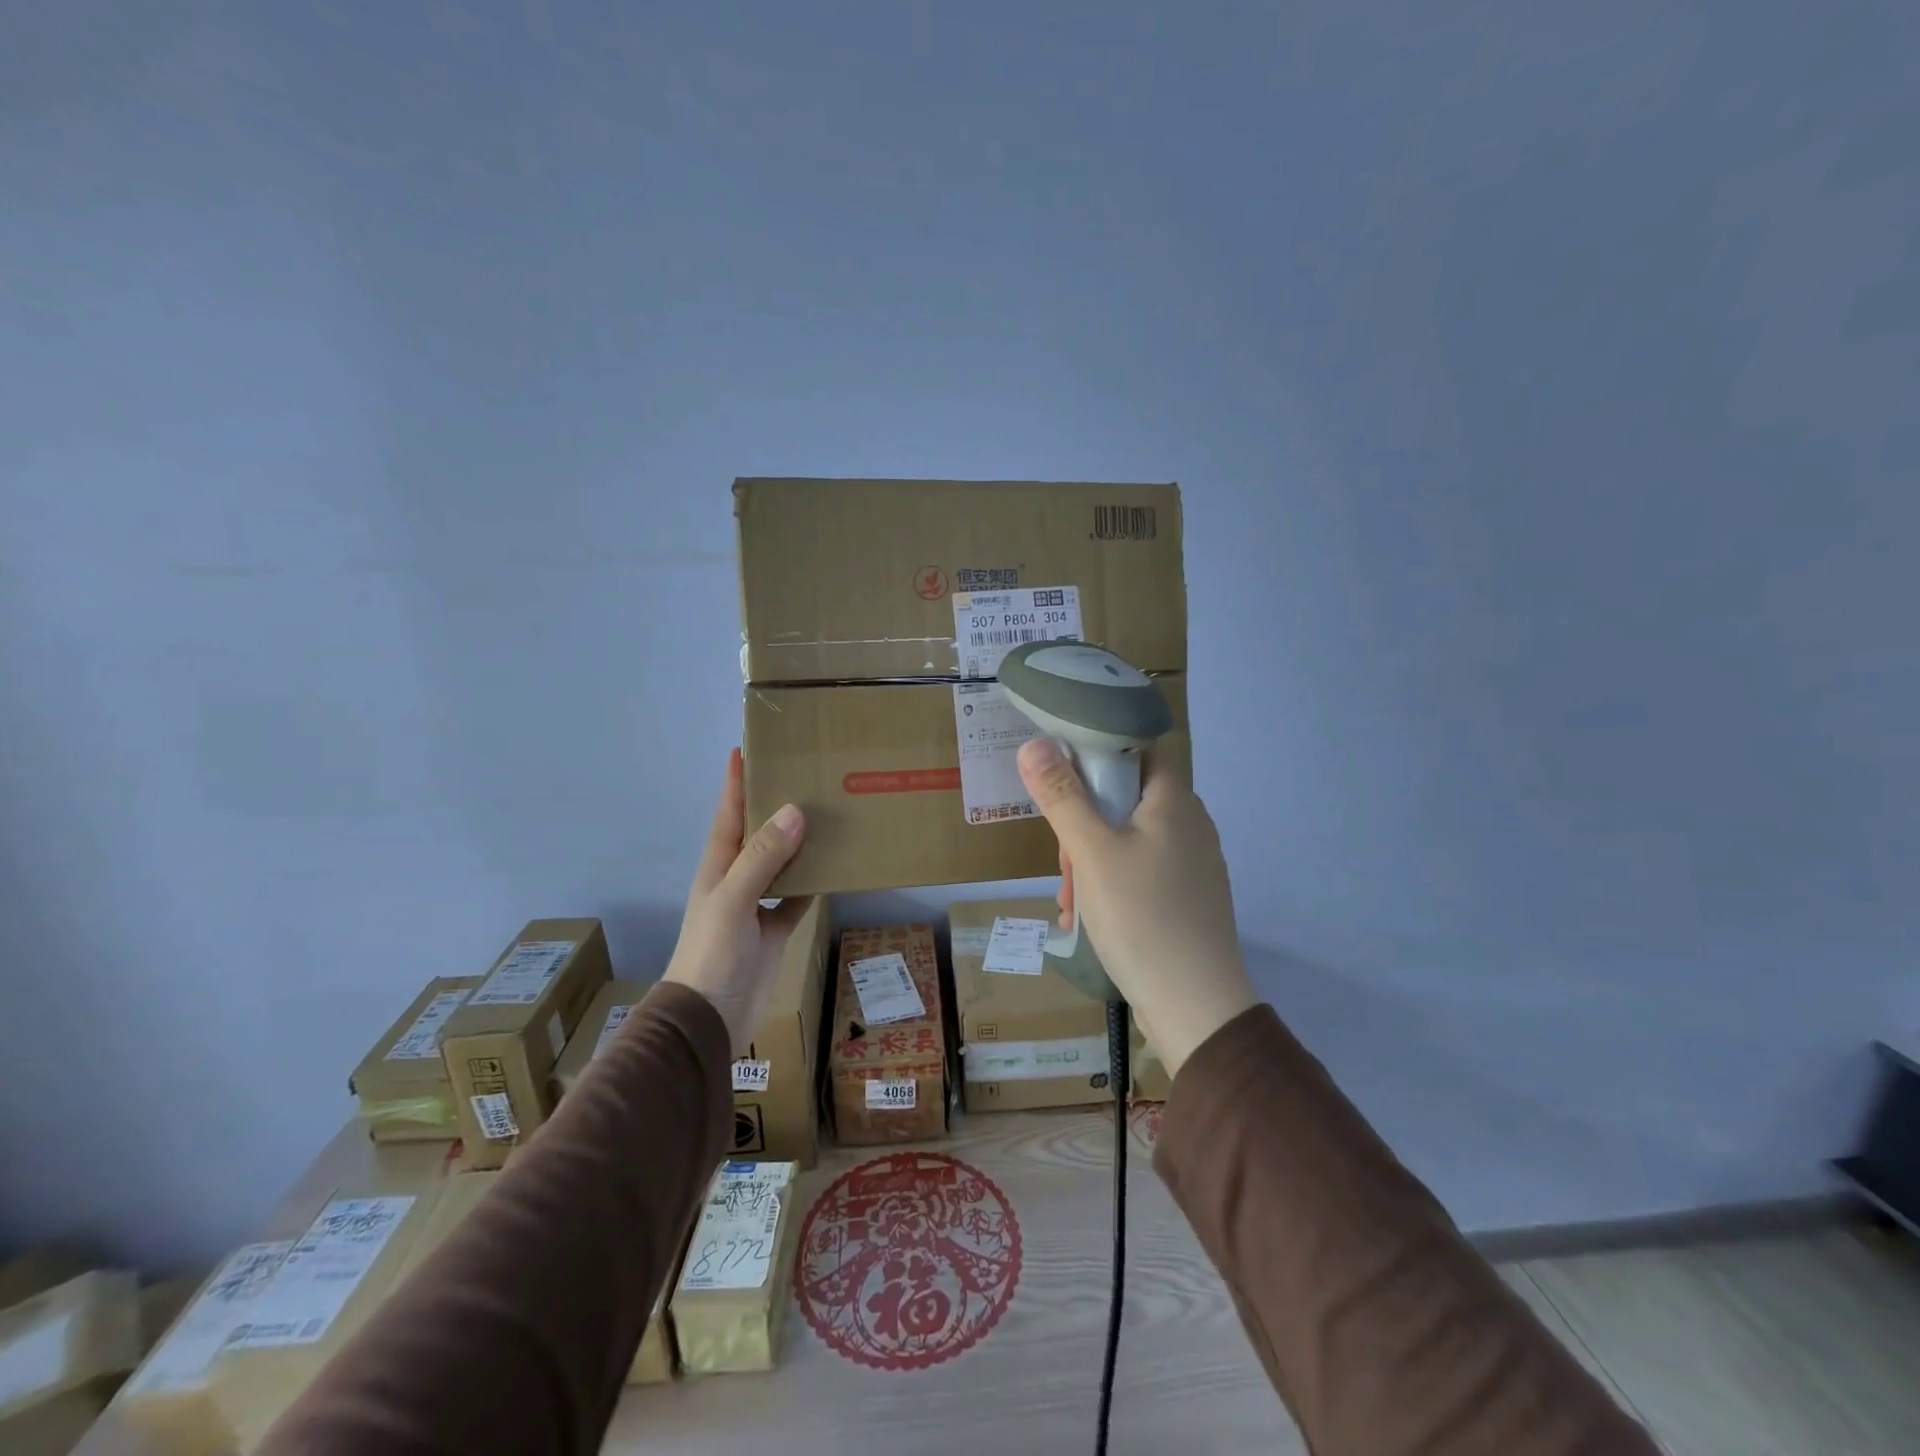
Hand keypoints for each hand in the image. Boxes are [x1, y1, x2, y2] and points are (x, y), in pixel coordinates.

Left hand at [663, 750, 812, 1053]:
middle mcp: (737, 878)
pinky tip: (836, 867)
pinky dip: (814, 882)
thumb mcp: (733, 900)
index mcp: (718, 866)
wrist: (709, 1020)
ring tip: (829, 814)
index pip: (728, 813)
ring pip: (782, 863)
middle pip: (758, 833)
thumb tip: (795, 810)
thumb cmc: (713, 955)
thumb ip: (762, 857)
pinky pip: (797, 897)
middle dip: (776, 804)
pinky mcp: (775, 929)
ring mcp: (756, 905)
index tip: (747, 748)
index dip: (735, 781)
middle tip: (807, 775)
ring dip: (800, 842)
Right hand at [1017, 737, 1255, 1076]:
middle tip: (1063, 862)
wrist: (1195, 1006)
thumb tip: (1034, 743)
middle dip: (1082, 824)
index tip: (1061, 775)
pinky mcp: (1187, 898)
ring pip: (1127, 840)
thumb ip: (1062, 796)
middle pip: (1125, 798)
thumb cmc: (1142, 915)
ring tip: (1069, 901)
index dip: (1099, 751)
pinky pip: (1139, 873)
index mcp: (1174, 801)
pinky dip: (1110, 885)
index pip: (1138, 747)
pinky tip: (1085, 919)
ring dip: (1089, 862)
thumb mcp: (1091, 852)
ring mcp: (1192, 864)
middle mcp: (1190, 824)